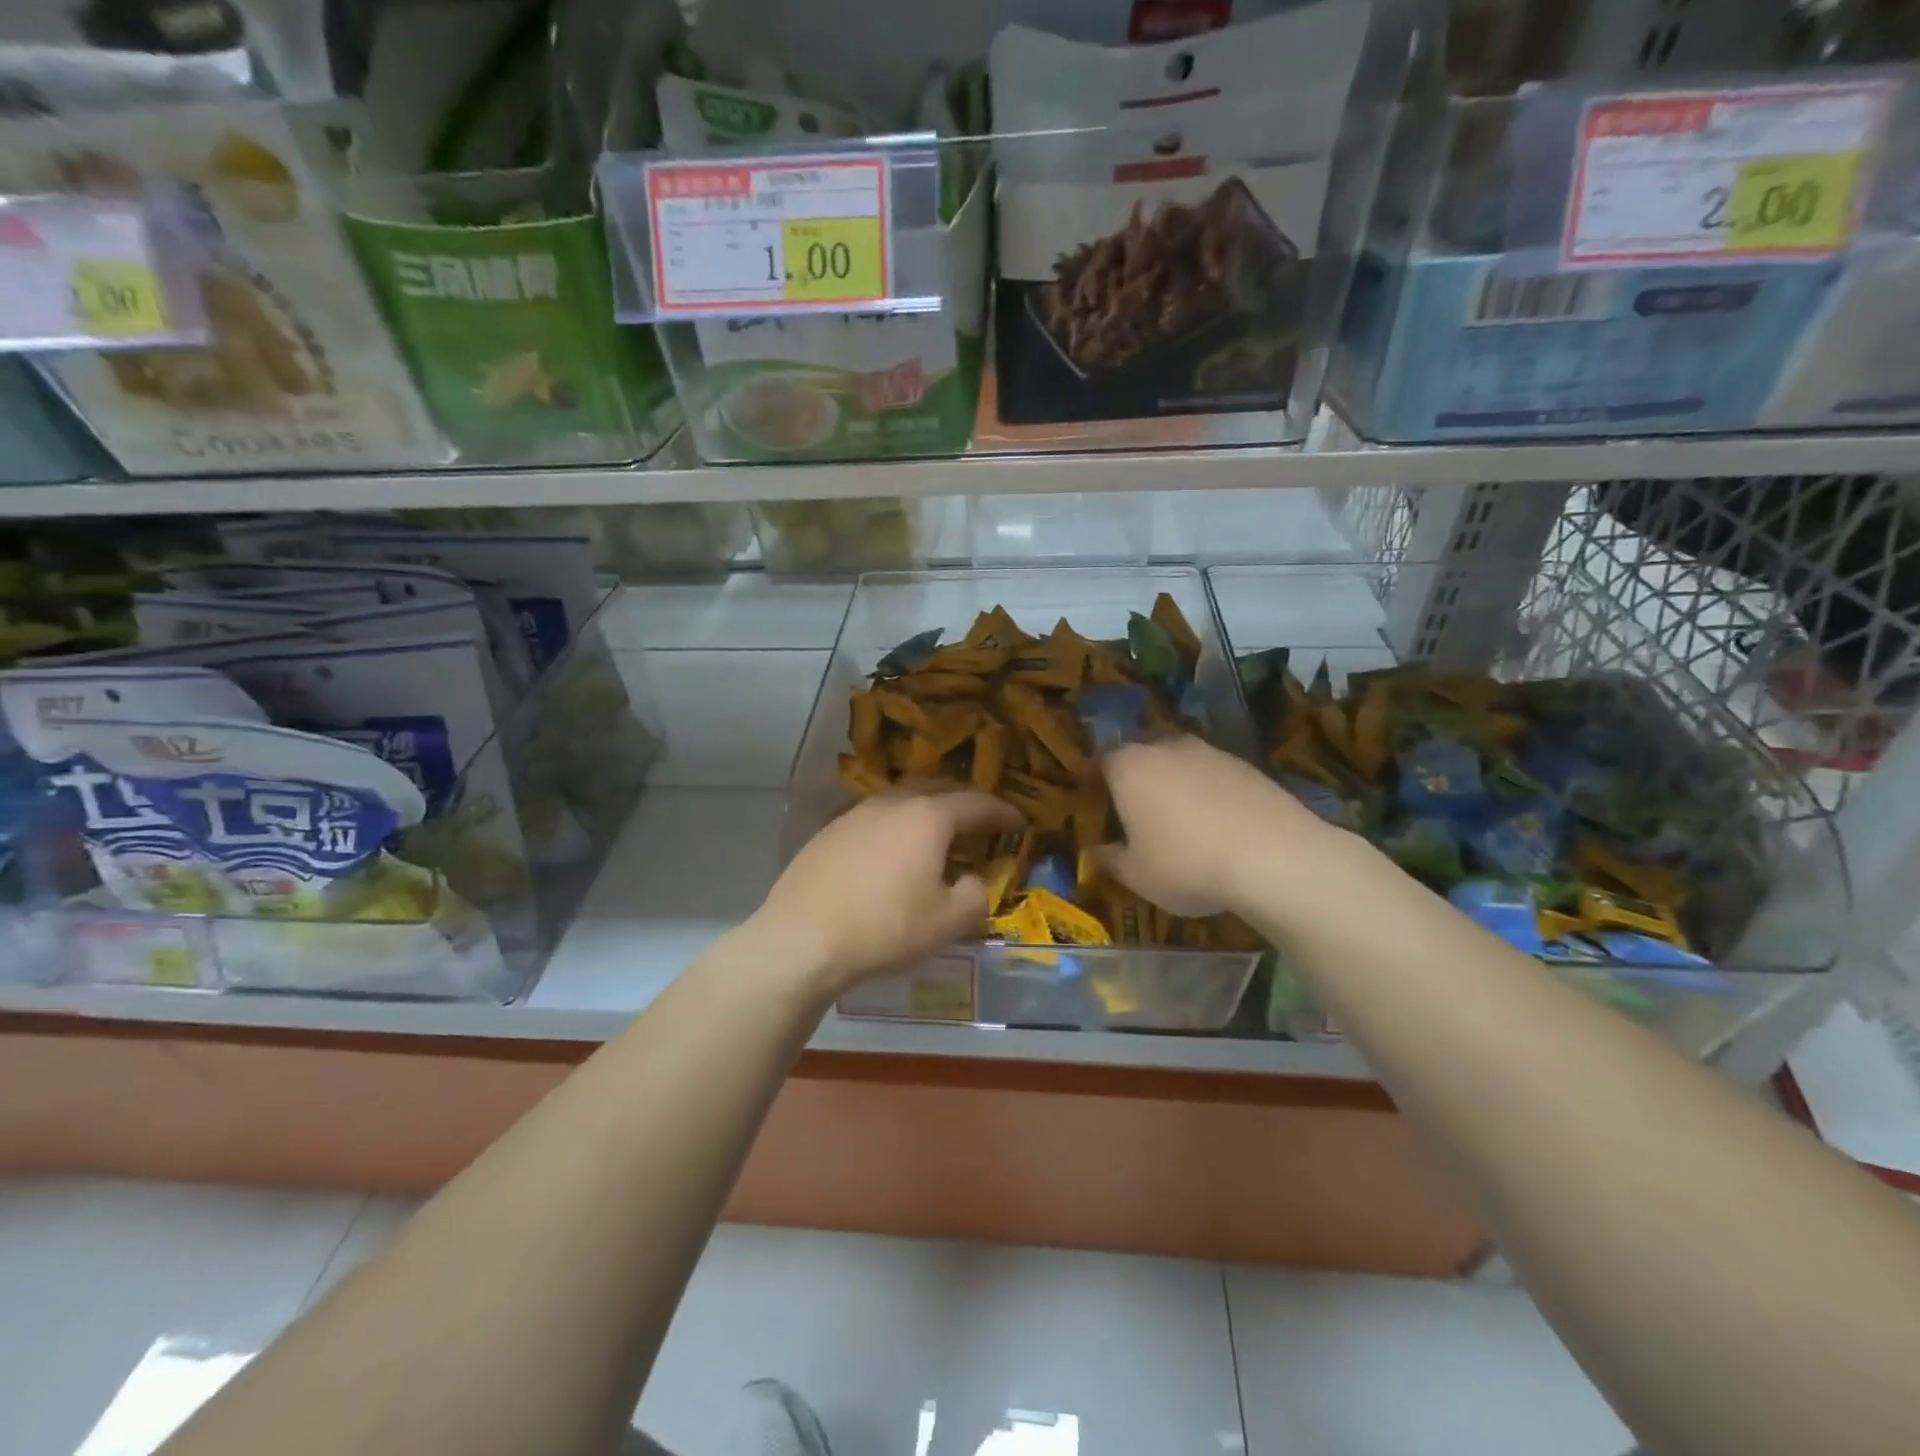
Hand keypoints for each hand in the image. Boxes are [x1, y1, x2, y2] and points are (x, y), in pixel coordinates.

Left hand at [752, 789, 1022, 994]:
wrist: (801, 939)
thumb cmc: (885, 927)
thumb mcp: (947, 922)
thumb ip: (976, 896)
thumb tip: (974, 882)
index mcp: (927, 817)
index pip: (976, 803)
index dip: (1002, 811)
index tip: (1019, 820)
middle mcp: (891, 804)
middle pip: (936, 790)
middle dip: (963, 802)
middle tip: (980, 820)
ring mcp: (854, 815)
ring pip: (901, 802)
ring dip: (926, 813)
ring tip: (936, 836)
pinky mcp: (827, 834)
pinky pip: (873, 821)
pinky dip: (895, 828)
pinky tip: (891, 854)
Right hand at [1096, 736, 1327, 918]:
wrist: (1275, 857)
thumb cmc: (1187, 864)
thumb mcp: (1137, 875)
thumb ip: (1110, 859)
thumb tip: (1094, 852)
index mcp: (1129, 767)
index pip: (1100, 759)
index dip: (1092, 776)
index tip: (1091, 796)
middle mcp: (1166, 748)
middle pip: (1141, 756)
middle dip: (1134, 778)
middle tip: (1133, 810)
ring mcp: (1210, 752)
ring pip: (1179, 762)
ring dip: (1173, 783)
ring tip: (1178, 820)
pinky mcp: (1246, 765)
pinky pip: (1212, 775)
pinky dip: (1207, 792)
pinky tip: (1217, 824)